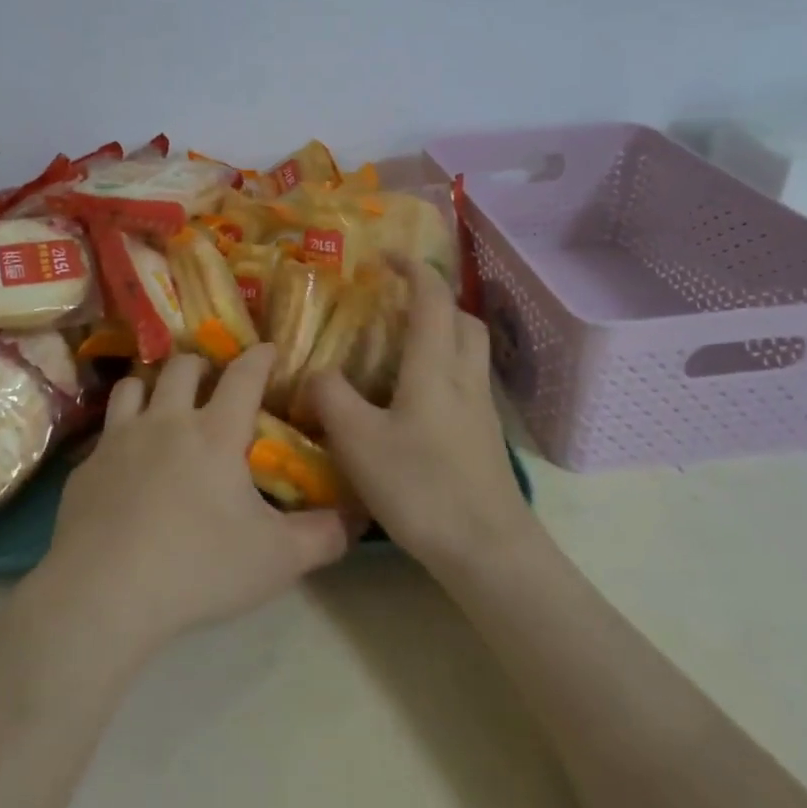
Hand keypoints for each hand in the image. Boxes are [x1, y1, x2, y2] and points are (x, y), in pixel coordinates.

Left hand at [40, 345, 352, 654]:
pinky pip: (105, 432)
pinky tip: (125, 464)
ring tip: (163, 406)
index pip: (243, 375)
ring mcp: (120, 439)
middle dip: (202, 364)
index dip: (259, 357)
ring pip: (134, 386)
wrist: (104, 592)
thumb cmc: (199, 568)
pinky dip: (120, 433)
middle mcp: (166, 421)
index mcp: (215, 433)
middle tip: (213, 382)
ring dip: (153, 387)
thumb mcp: (277, 560)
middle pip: (182, 366)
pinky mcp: (86, 466)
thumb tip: (355, 517)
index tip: (267, 350)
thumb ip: (322, 536)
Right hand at [306, 261, 536, 572]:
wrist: (487, 550)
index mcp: (435, 367)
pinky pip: (468, 383)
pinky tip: (414, 401)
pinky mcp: (486, 438)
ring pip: (470, 351)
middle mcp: (465, 378)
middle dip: (434, 300)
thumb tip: (318, 373)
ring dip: (443, 334)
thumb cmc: (421, 487)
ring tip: (402, 349)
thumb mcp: (358, 442)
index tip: (387, 257)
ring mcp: (482, 410)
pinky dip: (444, 370)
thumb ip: (332, 398)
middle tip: (397, 306)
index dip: (413, 269)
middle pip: (463, 319)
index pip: (432, 298)